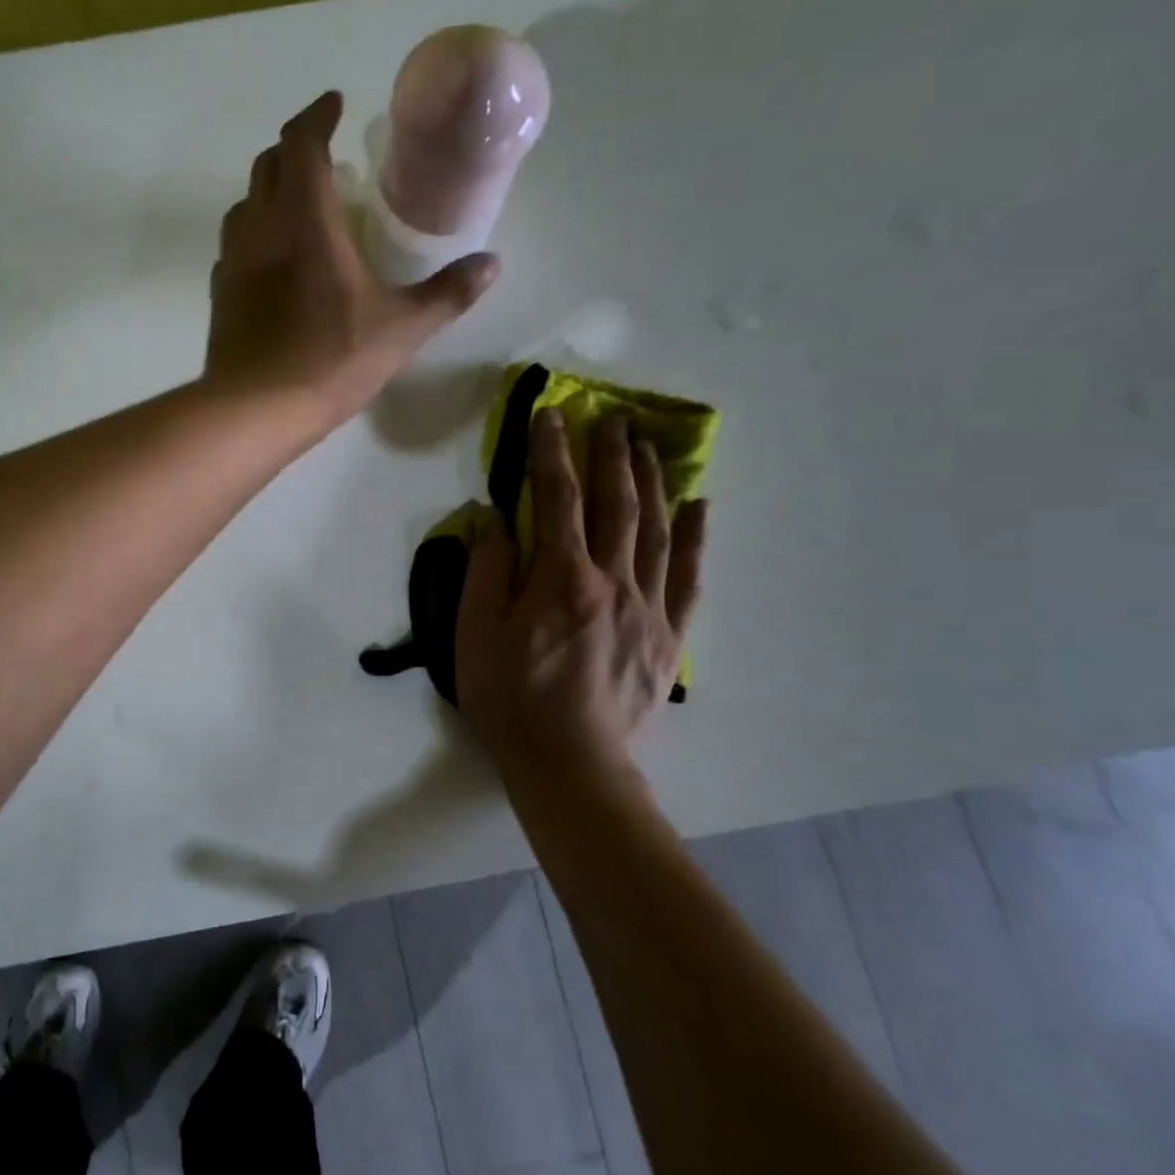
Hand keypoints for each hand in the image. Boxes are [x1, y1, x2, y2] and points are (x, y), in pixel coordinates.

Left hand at [204, 91, 498, 431]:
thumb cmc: (329, 362)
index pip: (301, 144)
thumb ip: (446, 295)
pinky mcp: (219, 296)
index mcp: (305, 221)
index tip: (334, 105)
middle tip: (322, 155)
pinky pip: (234, 247)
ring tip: (298, 205)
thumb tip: (491, 265)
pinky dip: (254, 235)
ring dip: (269, 192)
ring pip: (244, 205)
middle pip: (267, 166)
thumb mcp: (399, 330)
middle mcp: (261, 229)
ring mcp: (232, 263)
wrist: (254, 411)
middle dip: (293, 149)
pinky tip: (272, 261)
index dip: (316, 116)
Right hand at [455, 409, 707, 780]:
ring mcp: (647, 607)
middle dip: (612, 454)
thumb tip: (494, 518)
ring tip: (649, 445)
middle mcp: (611, 580)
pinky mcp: (669, 637)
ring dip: (652, 481)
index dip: (553, 451)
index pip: (558, 498)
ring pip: (655, 530)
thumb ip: (486, 570)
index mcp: (560, 577)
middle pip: (616, 504)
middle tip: (613, 416)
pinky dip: (693, 538)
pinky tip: (699, 507)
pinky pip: (687, 577)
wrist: (568, 761)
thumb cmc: (510, 695)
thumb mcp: (475, 632)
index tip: (551, 413)